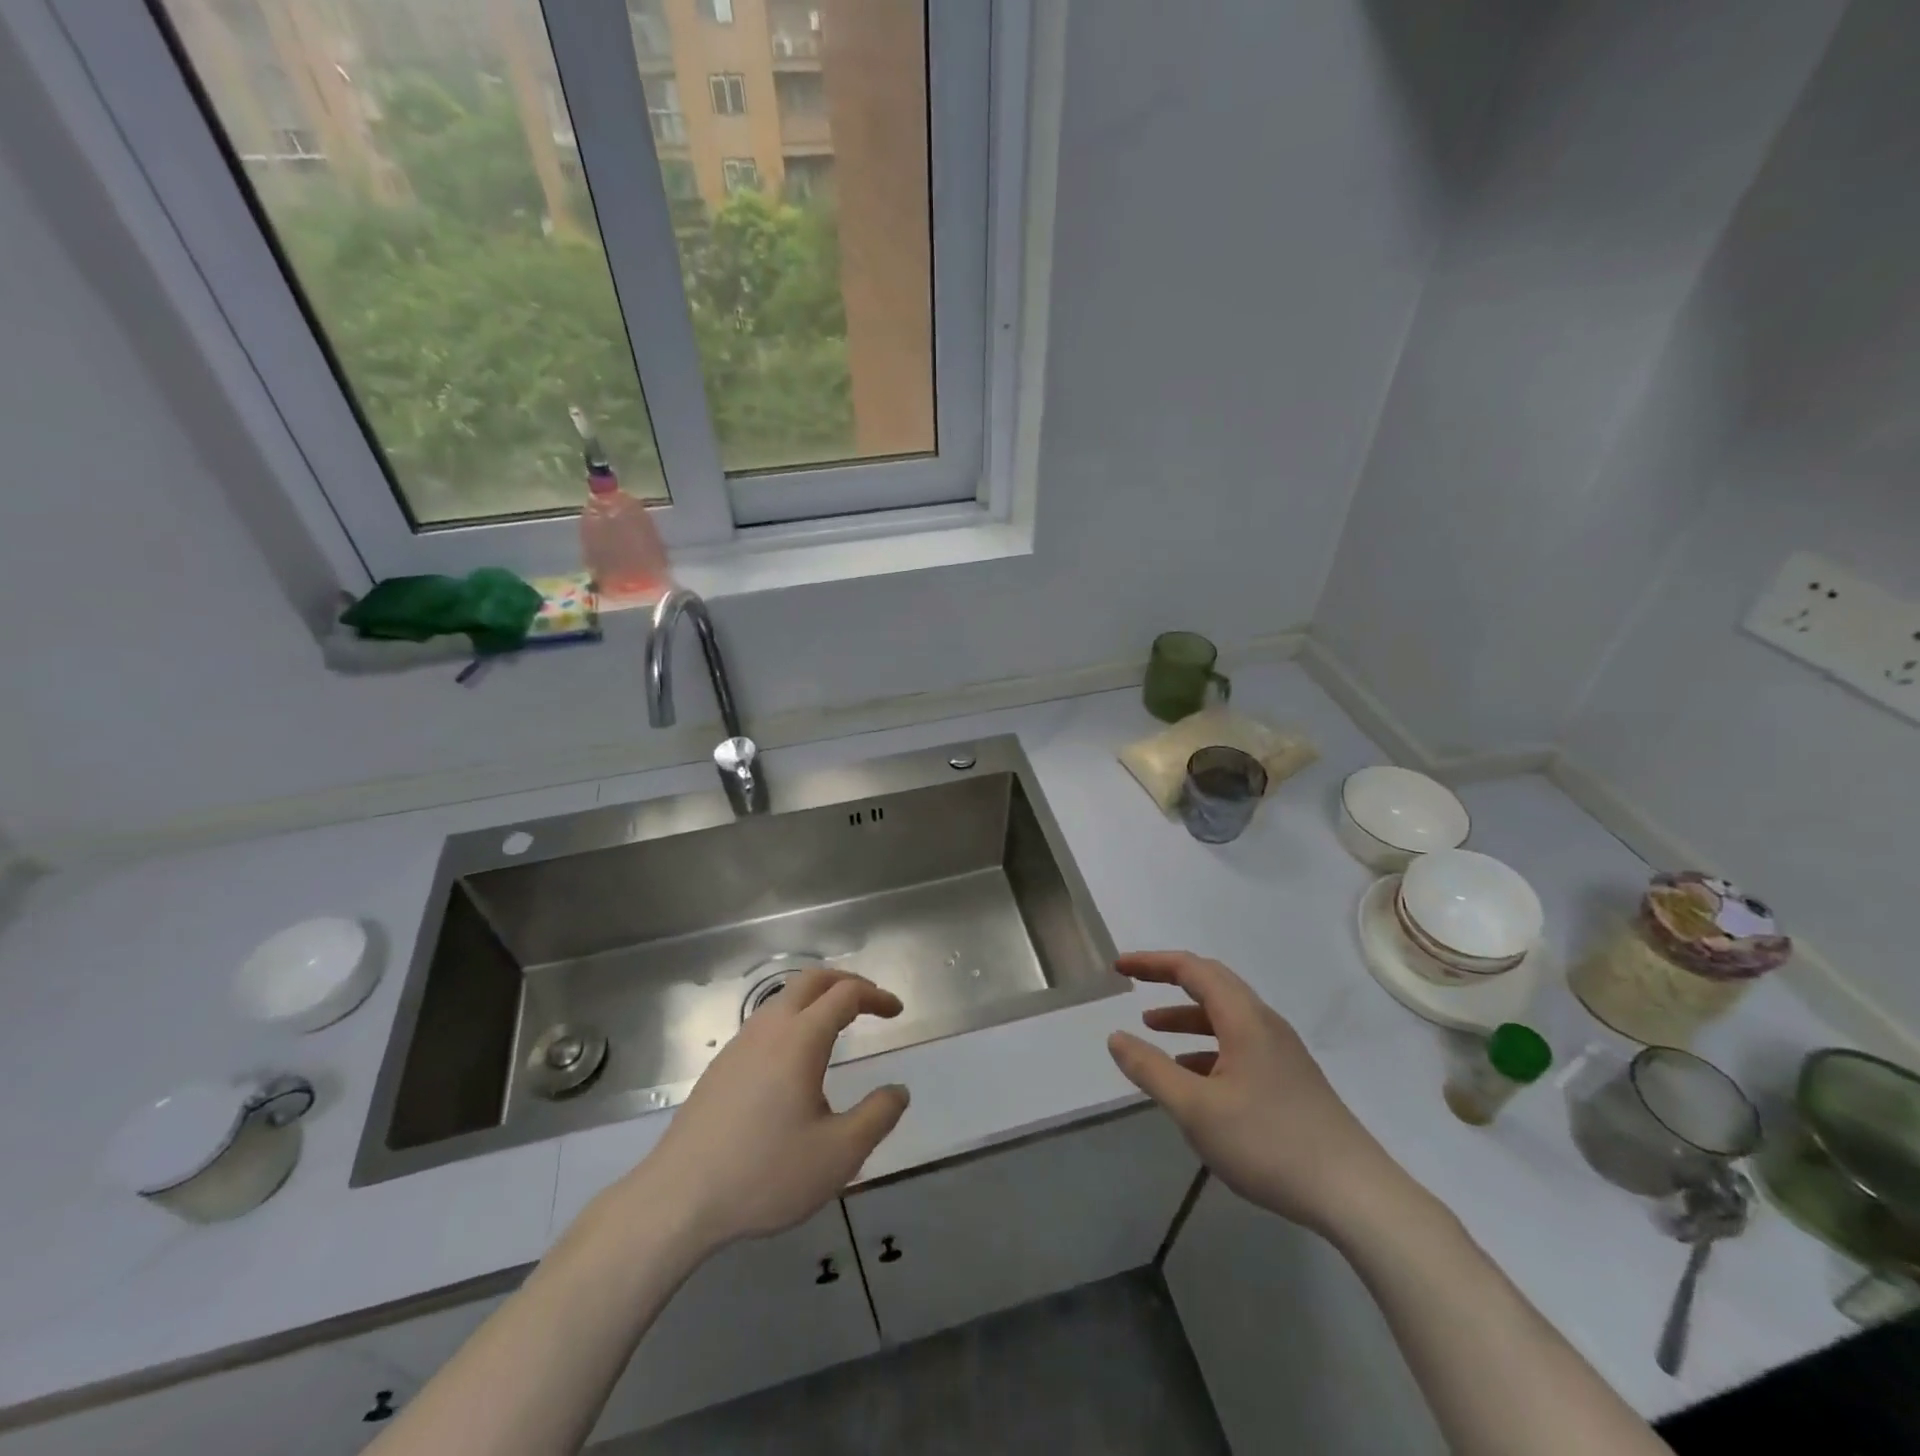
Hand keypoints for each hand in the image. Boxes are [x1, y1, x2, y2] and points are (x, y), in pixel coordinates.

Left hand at [619, 968, 909, 1254]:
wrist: (678, 1199)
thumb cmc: (764, 1173)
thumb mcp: (838, 1155)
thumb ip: (877, 1117)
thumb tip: (899, 1091)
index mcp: (800, 1039)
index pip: (845, 994)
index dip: (876, 996)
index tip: (896, 1011)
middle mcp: (769, 1028)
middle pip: (812, 980)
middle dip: (846, 982)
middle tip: (871, 1002)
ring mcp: (740, 1044)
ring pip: (784, 998)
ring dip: (817, 997)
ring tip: (838, 1023)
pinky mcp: (721, 1066)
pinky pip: (766, 1021)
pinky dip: (794, 1017)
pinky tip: (796, 1057)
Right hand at [1107, 951, 1403, 1236]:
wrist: (1355, 1195)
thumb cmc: (1269, 1143)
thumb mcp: (1196, 1109)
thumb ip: (1151, 1069)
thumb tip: (1116, 1037)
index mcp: (1244, 1018)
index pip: (1192, 969)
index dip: (1152, 963)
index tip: (1119, 967)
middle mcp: (1264, 1024)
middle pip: (1212, 984)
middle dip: (1169, 981)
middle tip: (1135, 984)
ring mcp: (1281, 1052)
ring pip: (1226, 1017)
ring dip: (1187, 1017)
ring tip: (1152, 1031)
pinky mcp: (1290, 1080)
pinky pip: (1239, 1044)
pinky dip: (1207, 1046)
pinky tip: (1193, 1076)